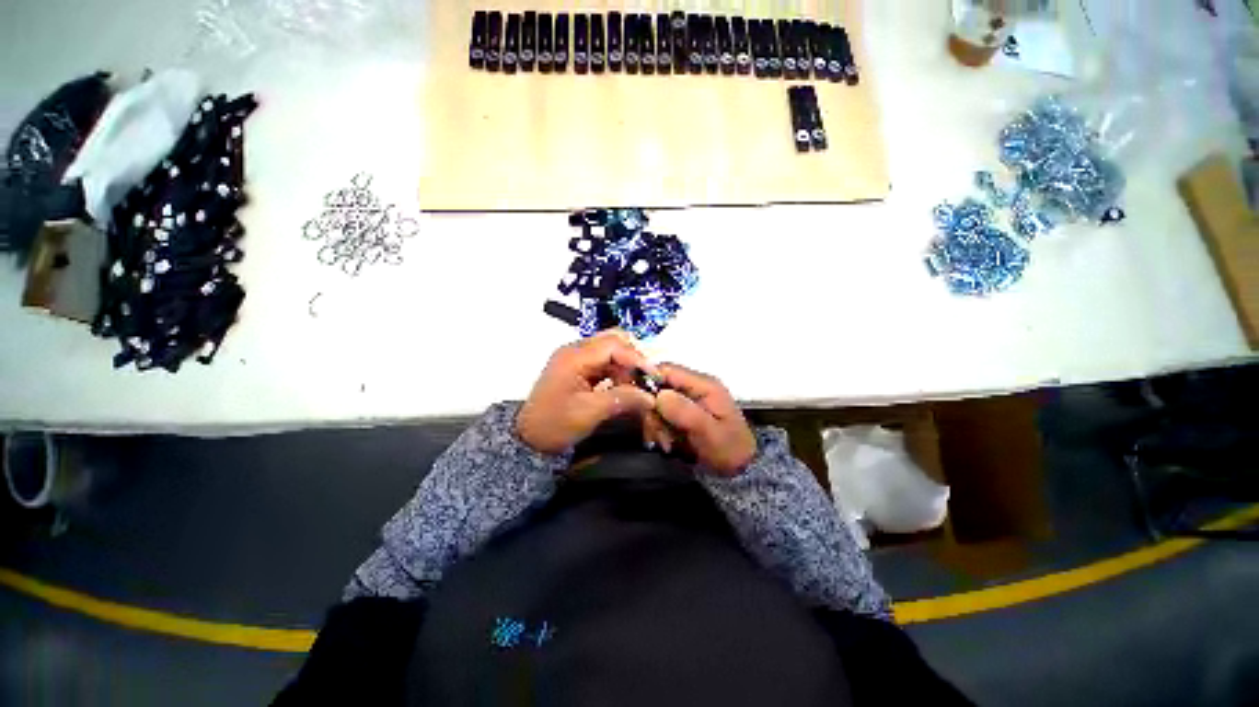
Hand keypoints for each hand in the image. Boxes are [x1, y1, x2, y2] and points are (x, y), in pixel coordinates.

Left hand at [517, 330, 656, 454]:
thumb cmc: (554, 425)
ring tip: (637, 387)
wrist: (528, 438)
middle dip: (633, 357)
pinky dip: (618, 372)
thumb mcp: (589, 413)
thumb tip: (649, 397)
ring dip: (626, 366)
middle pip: (613, 340)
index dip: (636, 357)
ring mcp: (577, 358)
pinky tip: (624, 388)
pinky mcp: (579, 368)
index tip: (653, 375)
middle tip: (645, 378)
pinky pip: (605, 362)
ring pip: (611, 351)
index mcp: (574, 357)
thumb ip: (622, 400)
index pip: (613, 344)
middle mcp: (575, 350)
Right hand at [654, 363, 756, 475]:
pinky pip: (662, 415)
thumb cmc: (729, 450)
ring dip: (656, 423)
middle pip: (658, 387)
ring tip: (667, 443)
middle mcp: (694, 387)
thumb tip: (659, 395)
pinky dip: (660, 429)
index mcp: (704, 384)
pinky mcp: (683, 413)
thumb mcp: (710, 433)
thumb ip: (685, 412)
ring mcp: (688, 400)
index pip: (667, 370)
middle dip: (653, 411)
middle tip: (660, 435)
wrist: (742, 471)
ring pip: (657, 403)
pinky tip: (668, 444)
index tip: (643, 407)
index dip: (649, 382)